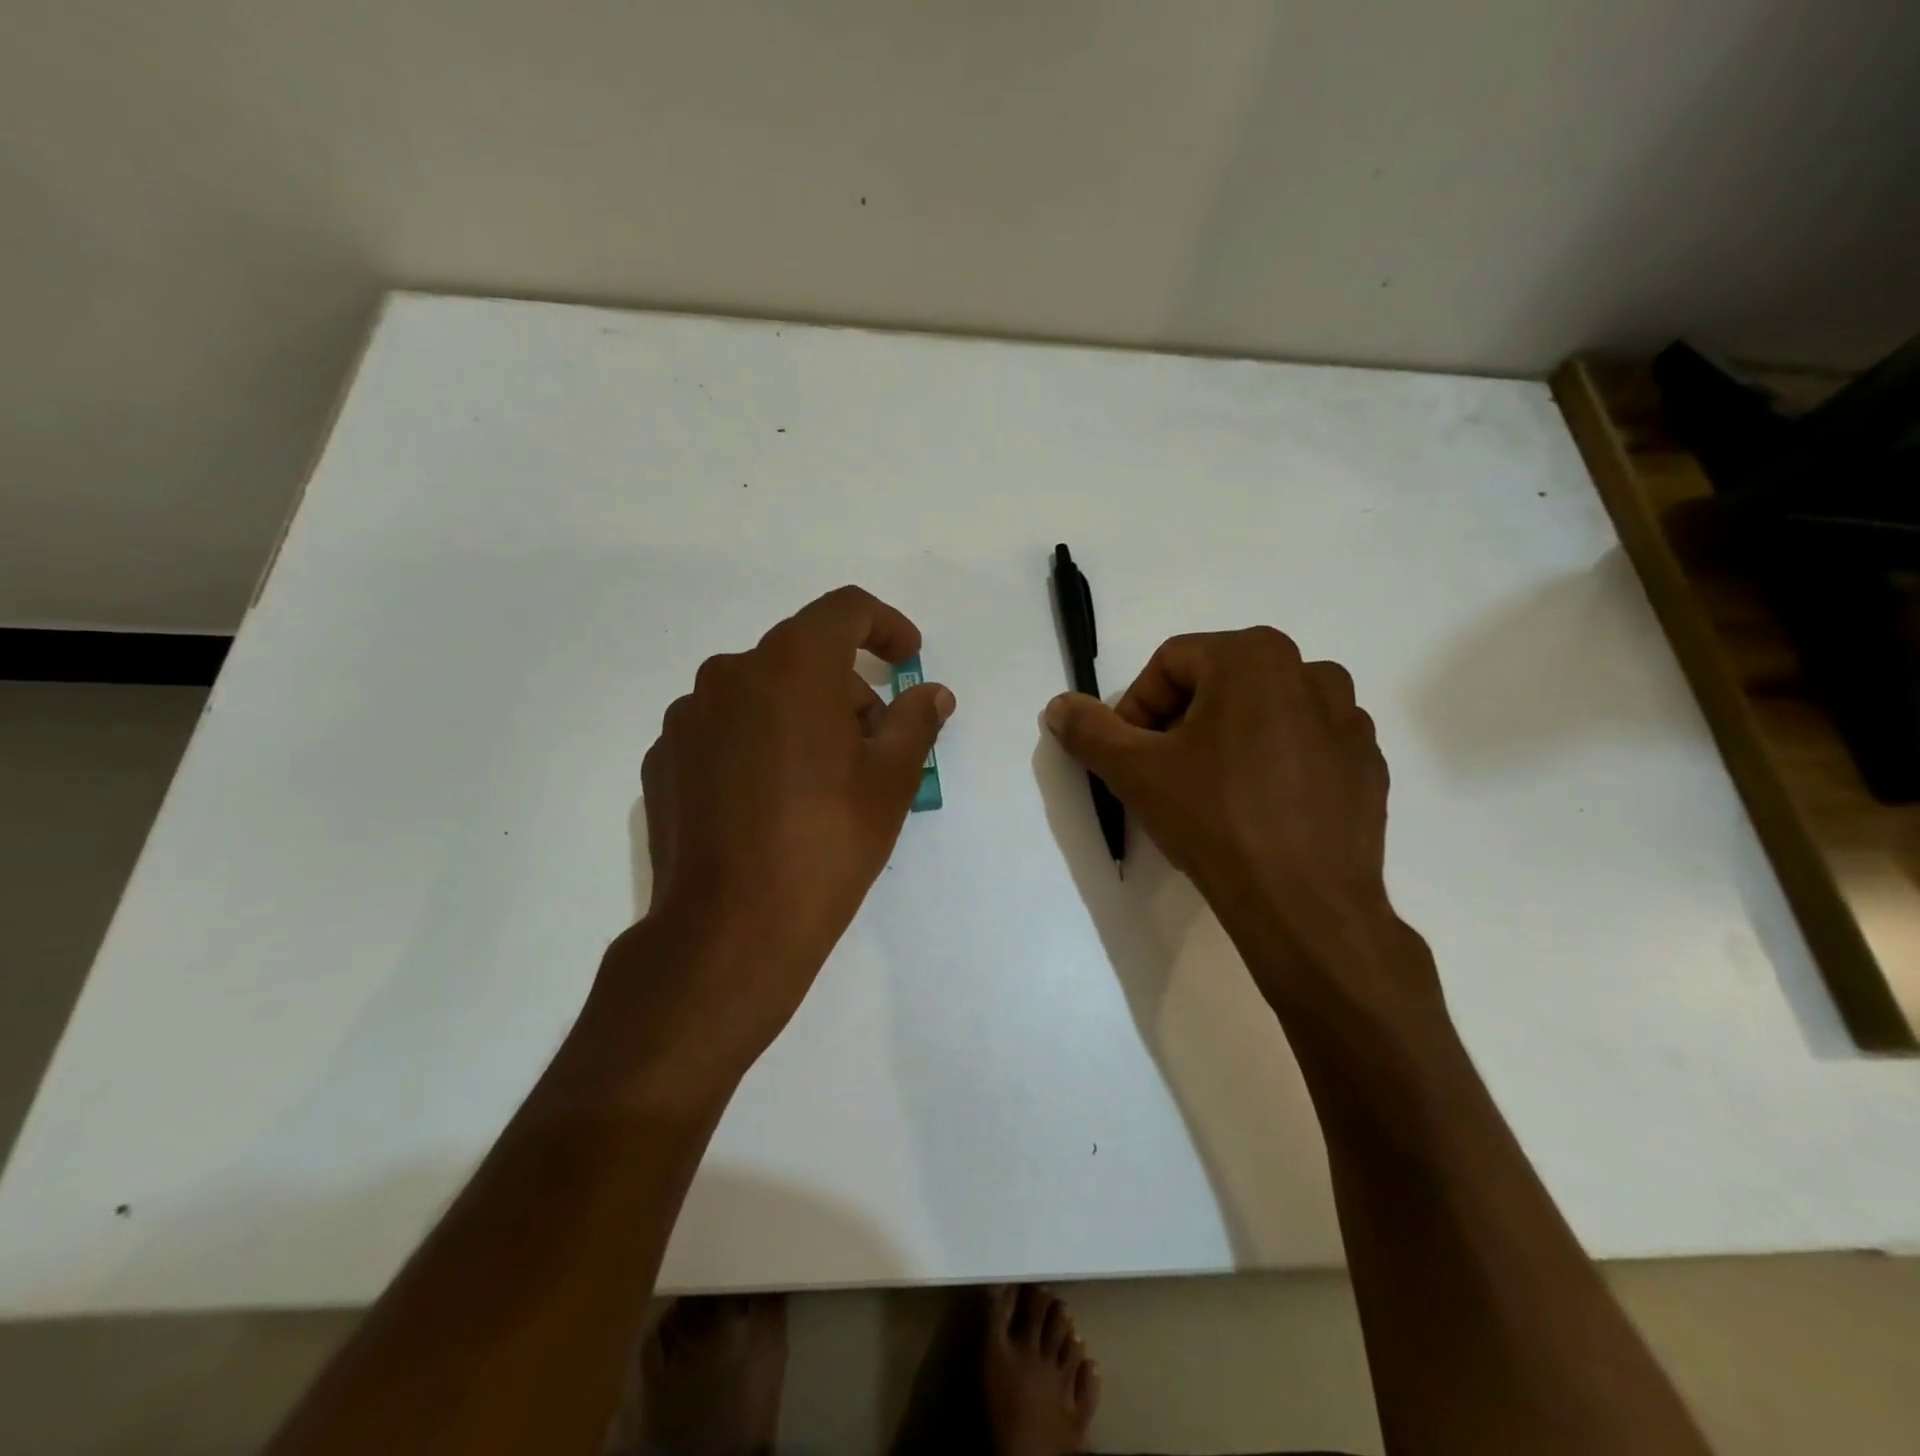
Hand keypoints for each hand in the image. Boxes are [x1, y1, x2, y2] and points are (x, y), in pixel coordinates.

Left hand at [605, 587, 954, 1083]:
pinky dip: (756, 744)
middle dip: (846, 687)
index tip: (908, 661)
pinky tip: (770, 801)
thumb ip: (916, 720)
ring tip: (822, 779)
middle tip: (874, 744)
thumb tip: (931, 693)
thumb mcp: (891, 780)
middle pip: (802, 655)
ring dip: (799, 715)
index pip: (845, 609)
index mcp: (790, 665)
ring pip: (760, 692)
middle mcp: (729, 673)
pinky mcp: (663, 759)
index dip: (886, 626)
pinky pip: (723, 730)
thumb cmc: (827, 843)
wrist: (731, 929)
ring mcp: (687, 717)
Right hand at [1045, 628, 1438, 1025]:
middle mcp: (1310, 671)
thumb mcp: (1135, 773)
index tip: (1129, 756)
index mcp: (1254, 657)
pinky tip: (1258, 810)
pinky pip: (1303, 746)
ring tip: (1211, 792)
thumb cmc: (1215, 820)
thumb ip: (1090, 730)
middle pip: (1218, 683)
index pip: (1170, 663)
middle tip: (1163, 774)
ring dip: (1228, 740)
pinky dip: (1274, 763)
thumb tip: (1059, 706)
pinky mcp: (1367, 764)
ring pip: (1263, 713)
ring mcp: (1349, 719)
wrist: (1305, 905)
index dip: (1136, 707)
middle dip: (1180, 723)